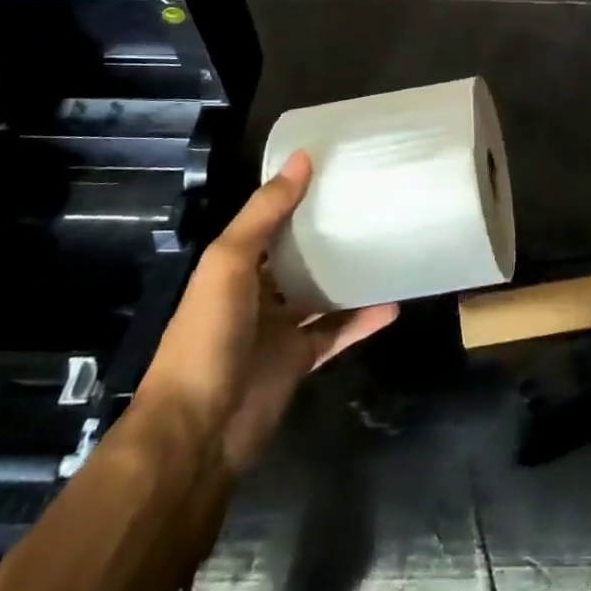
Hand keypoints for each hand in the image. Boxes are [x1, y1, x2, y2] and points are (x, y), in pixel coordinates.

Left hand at [134, 152, 398, 478]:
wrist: (197, 433)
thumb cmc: (207, 337)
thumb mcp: (229, 264)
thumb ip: (265, 213)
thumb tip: (302, 157)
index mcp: (233, 266)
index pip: (270, 222)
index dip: (297, 196)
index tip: (338, 169)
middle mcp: (256, 293)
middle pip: (298, 257)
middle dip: (329, 235)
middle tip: (375, 206)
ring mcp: (278, 330)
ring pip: (320, 295)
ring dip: (350, 277)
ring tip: (390, 249)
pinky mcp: (299, 362)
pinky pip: (337, 334)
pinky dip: (362, 321)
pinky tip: (393, 304)